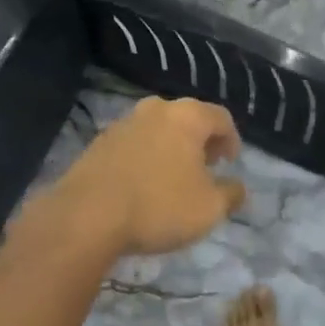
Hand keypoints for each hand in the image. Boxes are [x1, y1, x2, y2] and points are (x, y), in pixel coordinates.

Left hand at [28, 97, 245, 258]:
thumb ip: (231, 195)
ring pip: (158, 130)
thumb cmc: (159, 206)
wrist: (86, 216)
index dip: (231, 139)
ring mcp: (124, 123)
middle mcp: (156, 109)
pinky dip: (145, 158)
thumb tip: (238, 187)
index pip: (221, 117)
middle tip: (205, 168)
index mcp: (187, 116)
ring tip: (173, 180)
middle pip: (188, 118)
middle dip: (200, 142)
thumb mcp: (209, 209)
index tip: (230, 163)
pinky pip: (134, 145)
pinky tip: (142, 186)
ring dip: (171, 149)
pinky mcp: (99, 143)